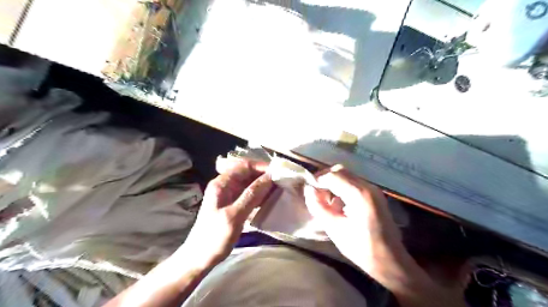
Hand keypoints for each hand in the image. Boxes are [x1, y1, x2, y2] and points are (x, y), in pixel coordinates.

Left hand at [180, 158, 271, 268]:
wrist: (200, 258)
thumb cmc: (214, 237)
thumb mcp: (234, 216)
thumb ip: (252, 195)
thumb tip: (270, 177)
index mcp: (222, 183)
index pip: (244, 166)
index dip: (262, 167)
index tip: (278, 173)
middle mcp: (226, 185)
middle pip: (248, 173)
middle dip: (265, 176)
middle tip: (282, 182)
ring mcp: (230, 195)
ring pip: (250, 184)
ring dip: (264, 186)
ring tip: (280, 190)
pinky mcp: (234, 204)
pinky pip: (250, 194)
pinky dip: (261, 195)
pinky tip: (271, 199)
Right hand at [304, 165, 466, 305]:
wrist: (390, 260)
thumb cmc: (360, 247)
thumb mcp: (334, 228)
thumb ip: (318, 206)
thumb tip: (308, 190)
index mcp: (359, 194)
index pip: (333, 175)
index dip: (317, 180)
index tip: (308, 190)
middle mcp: (368, 186)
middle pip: (340, 171)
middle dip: (325, 178)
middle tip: (315, 192)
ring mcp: (373, 189)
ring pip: (347, 175)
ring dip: (333, 182)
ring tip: (325, 199)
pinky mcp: (375, 194)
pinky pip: (354, 183)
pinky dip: (342, 187)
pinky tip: (338, 203)